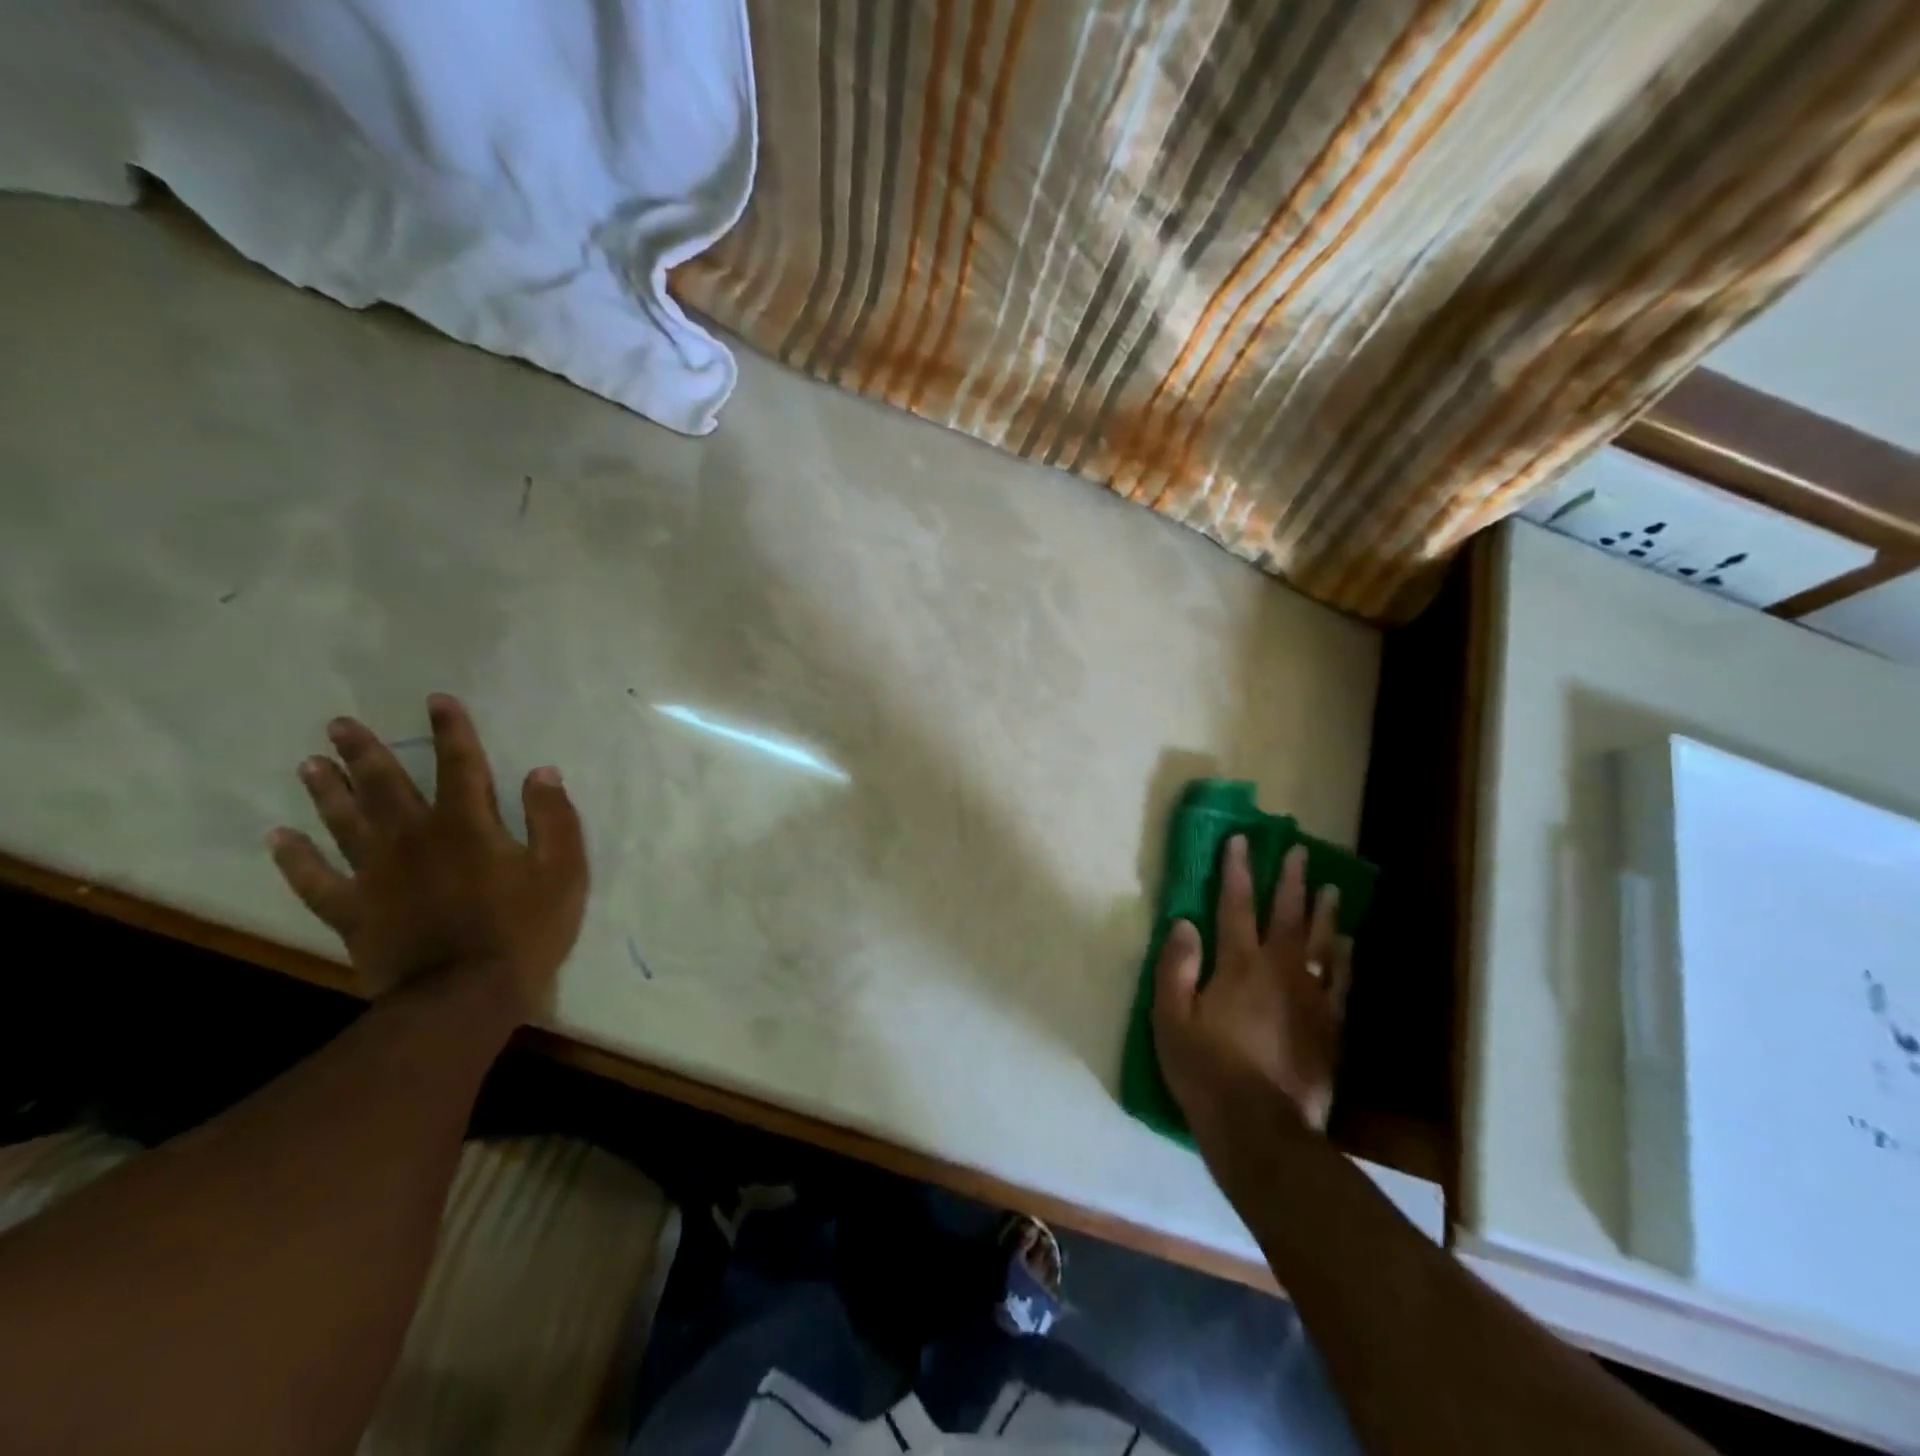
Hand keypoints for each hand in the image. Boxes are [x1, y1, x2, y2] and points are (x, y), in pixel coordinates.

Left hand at [267, 693, 588, 1020]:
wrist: (463, 997)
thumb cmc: (524, 929)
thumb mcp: (563, 870)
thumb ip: (554, 818)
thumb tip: (542, 772)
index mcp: (467, 825)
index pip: (460, 764)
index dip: (450, 731)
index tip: (435, 701)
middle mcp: (414, 838)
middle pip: (386, 786)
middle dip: (365, 752)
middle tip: (339, 725)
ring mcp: (376, 875)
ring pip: (344, 823)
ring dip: (327, 792)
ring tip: (309, 764)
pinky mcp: (354, 912)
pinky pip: (315, 881)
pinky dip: (294, 860)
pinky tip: (277, 839)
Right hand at [1152, 837, 1350, 1136]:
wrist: (1261, 1128)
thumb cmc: (1206, 1069)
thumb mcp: (1170, 1018)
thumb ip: (1176, 967)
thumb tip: (1184, 923)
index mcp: (1238, 965)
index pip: (1236, 905)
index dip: (1237, 870)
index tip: (1241, 840)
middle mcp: (1279, 971)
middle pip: (1287, 915)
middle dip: (1289, 879)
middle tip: (1298, 850)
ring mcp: (1311, 998)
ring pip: (1321, 943)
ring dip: (1324, 912)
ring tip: (1330, 887)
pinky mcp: (1330, 1027)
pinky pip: (1341, 980)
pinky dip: (1344, 957)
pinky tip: (1348, 944)